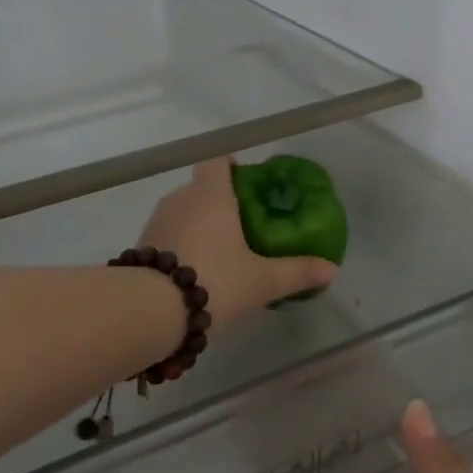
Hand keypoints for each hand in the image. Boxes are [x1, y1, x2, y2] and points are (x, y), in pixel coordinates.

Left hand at [139, 158, 337, 324]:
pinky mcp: (141, 245)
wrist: (149, 311)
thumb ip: (297, 272)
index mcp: (211, 195)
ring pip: (183, 212)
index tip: (246, 184)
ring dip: (198, 226)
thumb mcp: (262, 281)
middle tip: (243, 228)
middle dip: (219, 203)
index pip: (217, 161)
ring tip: (219, 254)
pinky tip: (193, 273)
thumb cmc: (214, 282)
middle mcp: (181, 198)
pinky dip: (180, 245)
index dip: (231, 167)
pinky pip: (167, 235)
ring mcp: (157, 221)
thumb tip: (331, 269)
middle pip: (201, 188)